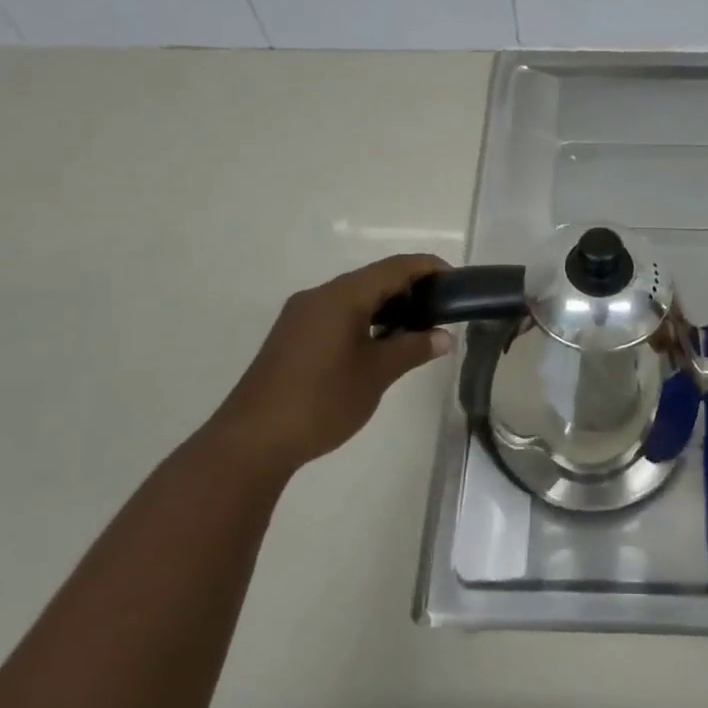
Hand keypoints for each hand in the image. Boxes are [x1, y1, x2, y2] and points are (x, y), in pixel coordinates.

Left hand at [213, 254, 454, 474]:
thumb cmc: (321, 401)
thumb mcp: (376, 374)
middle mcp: (319, 296)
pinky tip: (378, 343)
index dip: (428, 268)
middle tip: (440, 310)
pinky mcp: (291, 336)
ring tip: (416, 329)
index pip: (394, 267)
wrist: (252, 440)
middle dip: (409, 288)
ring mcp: (301, 315)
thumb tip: (444, 337)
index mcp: (342, 296)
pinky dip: (364, 319)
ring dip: (386, 305)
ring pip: (353, 296)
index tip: (456, 282)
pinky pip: (336, 313)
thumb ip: (412, 349)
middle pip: (373, 278)